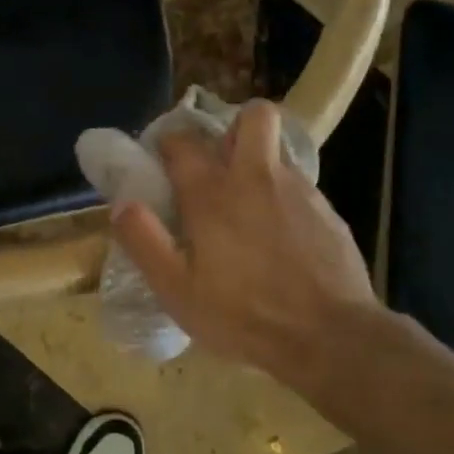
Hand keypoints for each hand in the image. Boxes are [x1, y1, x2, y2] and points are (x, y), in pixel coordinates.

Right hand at [111, 100, 378, 378]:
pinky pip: (299, 185)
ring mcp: (298, 190)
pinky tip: (280, 237)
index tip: (162, 162)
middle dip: (233, 127)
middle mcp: (256, 178)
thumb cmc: (244, 315)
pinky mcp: (328, 211)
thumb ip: (144, 241)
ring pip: (277, 150)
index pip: (183, 141)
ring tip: (248, 206)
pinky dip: (283, 197)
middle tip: (220, 163)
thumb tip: (122, 203)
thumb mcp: (177, 290)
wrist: (331, 338)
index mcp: (212, 194)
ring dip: (259, 163)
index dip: (168, 143)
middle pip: (253, 116)